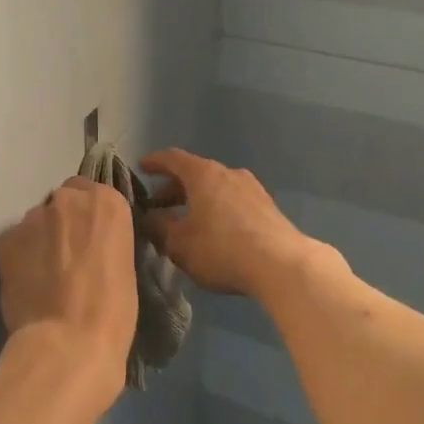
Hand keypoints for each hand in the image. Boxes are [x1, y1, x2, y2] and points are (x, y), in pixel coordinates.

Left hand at [0, 178, 137, 407]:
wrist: (68, 343)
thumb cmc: (113, 311)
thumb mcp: (124, 264)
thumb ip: (104, 240)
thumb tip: (89, 246)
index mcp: (107, 202)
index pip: (94, 194)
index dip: (89, 219)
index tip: (90, 241)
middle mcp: (68, 198)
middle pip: (63, 202)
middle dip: (65, 222)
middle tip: (68, 257)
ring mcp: (33, 217)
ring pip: (37, 221)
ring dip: (41, 238)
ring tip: (45, 275)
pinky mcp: (6, 239)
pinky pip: (16, 242)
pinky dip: (21, 256)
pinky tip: (27, 283)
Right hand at [140, 149, 342, 299]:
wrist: (282, 265)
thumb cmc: (222, 249)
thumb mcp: (179, 245)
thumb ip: (159, 228)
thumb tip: (149, 218)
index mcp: (203, 174)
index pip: (172, 158)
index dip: (154, 162)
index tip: (142, 167)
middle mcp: (227, 172)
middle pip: (195, 172)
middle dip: (174, 186)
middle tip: (159, 203)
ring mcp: (251, 187)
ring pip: (216, 186)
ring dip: (197, 198)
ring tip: (186, 219)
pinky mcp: (267, 206)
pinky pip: (232, 199)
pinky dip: (217, 206)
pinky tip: (214, 229)